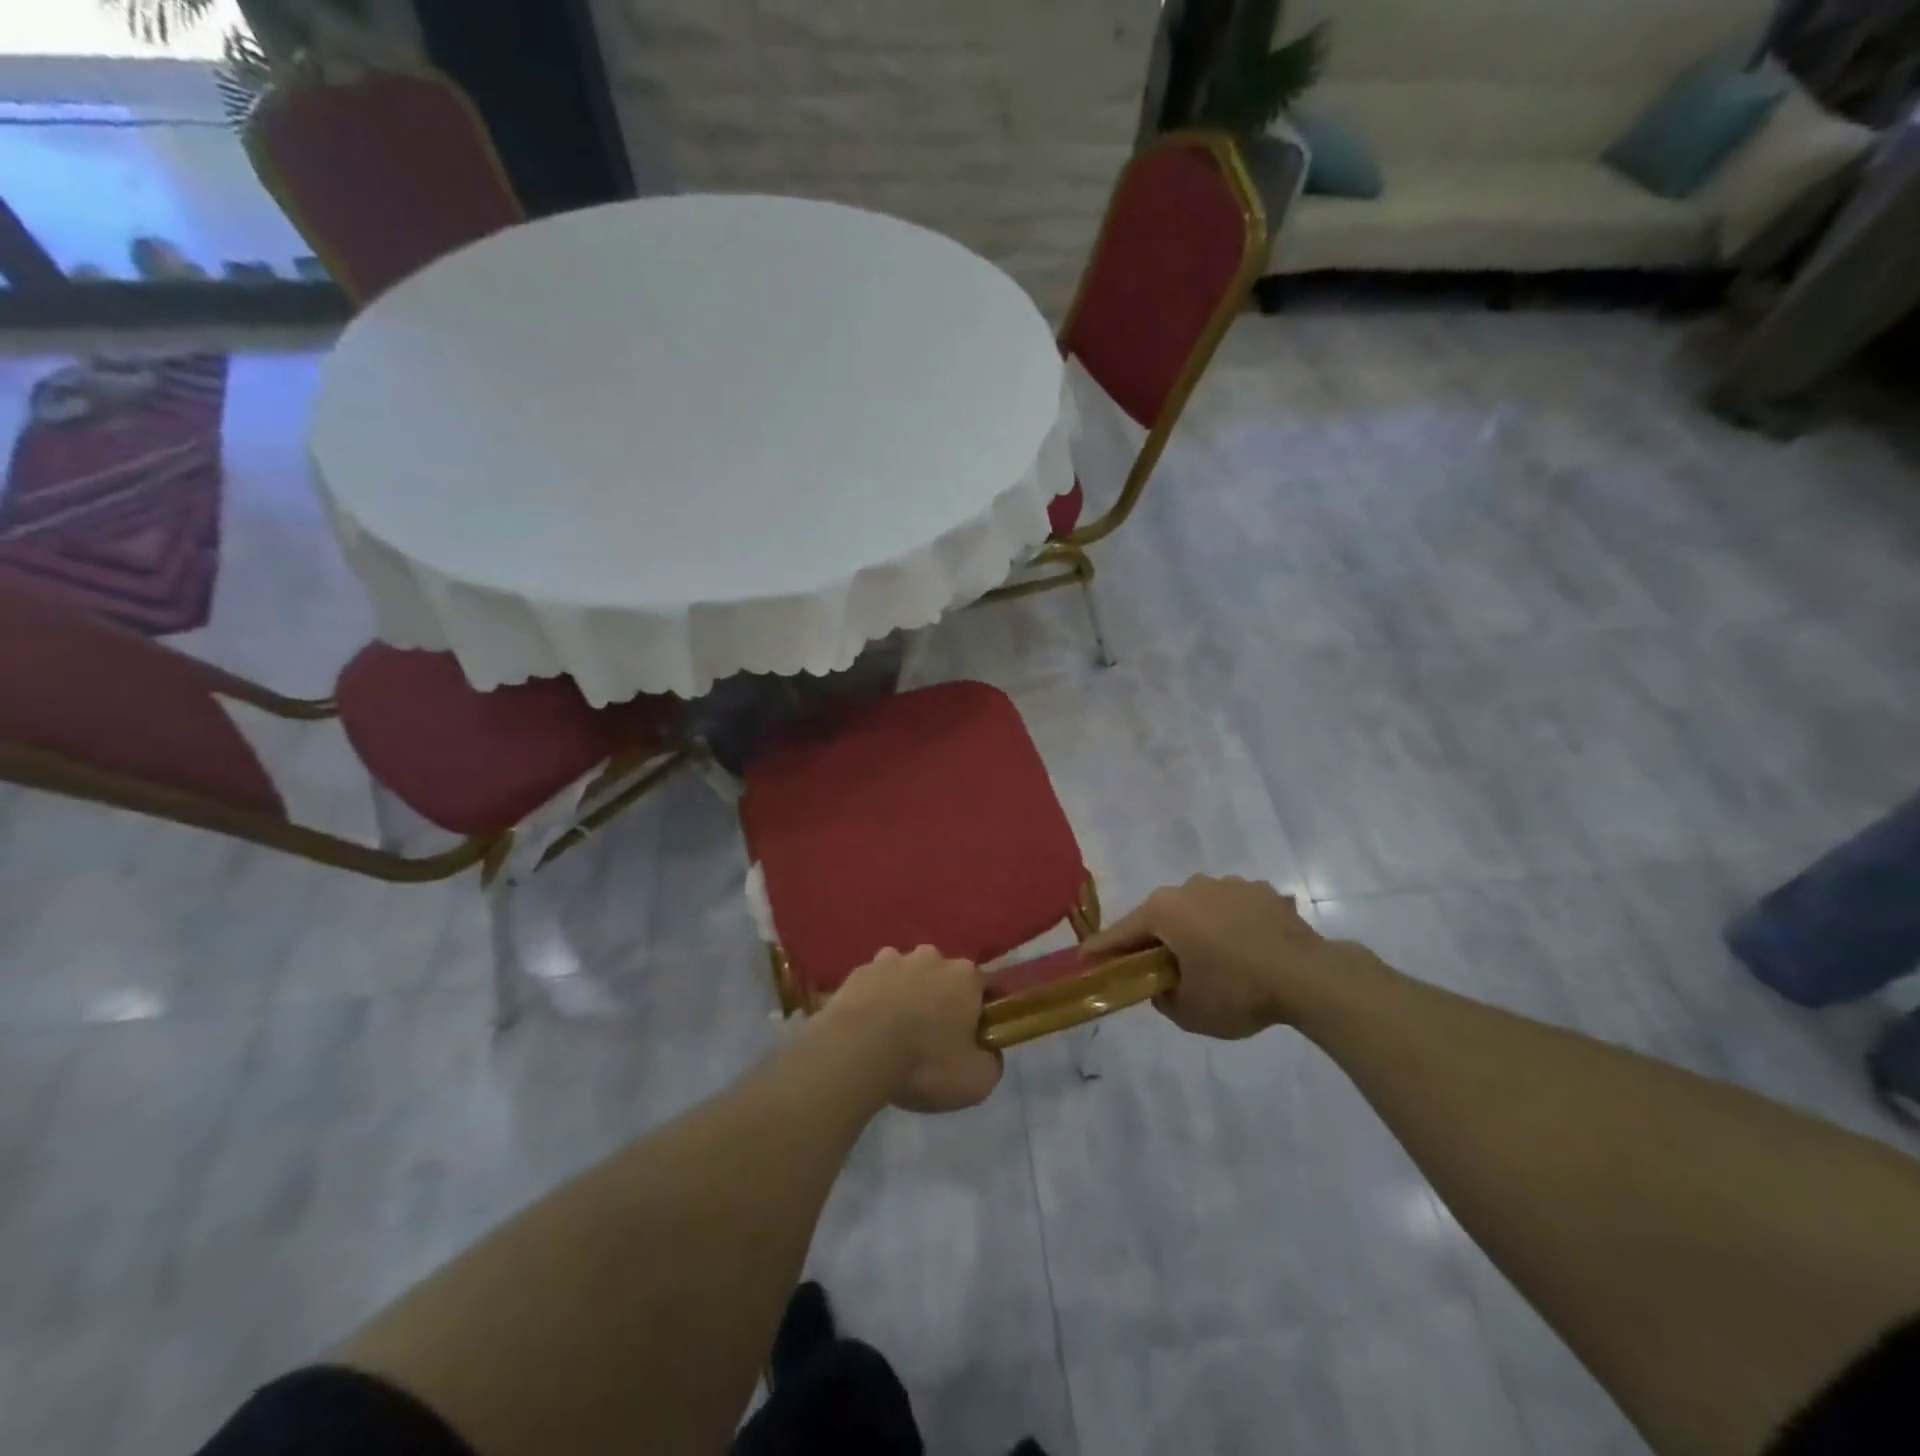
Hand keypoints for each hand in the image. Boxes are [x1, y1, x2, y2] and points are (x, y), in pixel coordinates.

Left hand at [822, 947, 1003, 1112]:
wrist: (857, 1051)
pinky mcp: (859, 972)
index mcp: (965, 976)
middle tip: (932, 1035)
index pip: (984, 985)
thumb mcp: (976, 1080)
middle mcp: (931, 958)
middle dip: (941, 997)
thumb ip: (991, 1062)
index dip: (981, 1010)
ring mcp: (892, 959)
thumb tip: (988, 1052)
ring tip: (895, 1030)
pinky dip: (874, 999)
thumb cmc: (925, 1063)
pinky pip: (874, 983)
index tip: (973, 1035)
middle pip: (943, 975)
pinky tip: (868, 1027)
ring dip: (906, 994)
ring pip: (906, 974)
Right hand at [1083, 875, 1375, 1038]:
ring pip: (1197, 908)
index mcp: (1164, 911)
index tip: (1084, 959)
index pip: (1121, 933)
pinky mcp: (1260, 891)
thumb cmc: (1238, 992)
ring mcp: (1228, 884)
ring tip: (1212, 960)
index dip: (1101, 950)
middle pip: (1159, 916)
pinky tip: (1245, 949)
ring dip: (1195, 929)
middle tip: (1156, 967)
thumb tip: (1161, 984)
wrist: (1310, 977)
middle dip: (1154, 939)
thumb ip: (1161, 996)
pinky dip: (1229, 925)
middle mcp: (1190, 887)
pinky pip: (1231, 908)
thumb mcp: (1188, 1011)